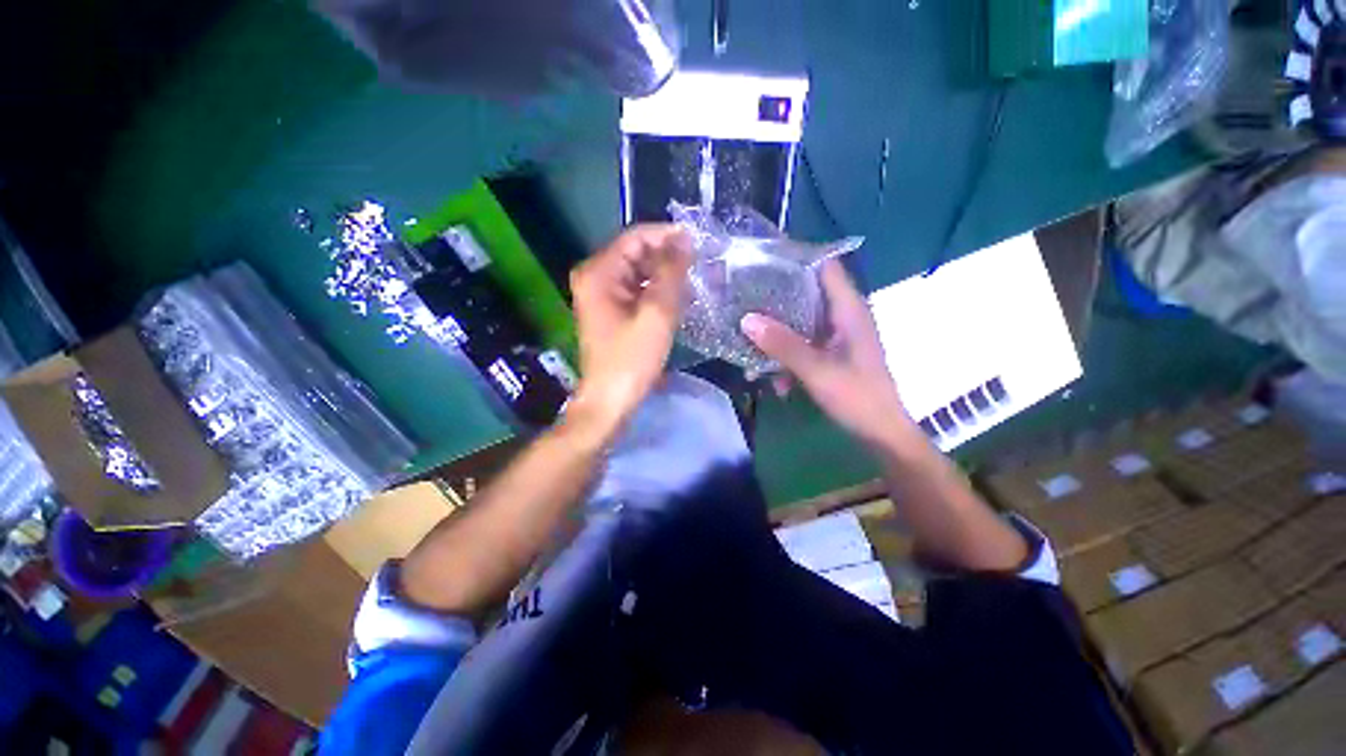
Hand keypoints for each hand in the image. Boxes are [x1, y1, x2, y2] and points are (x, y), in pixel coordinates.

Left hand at [569, 224, 691, 428]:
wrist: (610, 401)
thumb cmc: (631, 359)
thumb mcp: (656, 313)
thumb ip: (671, 273)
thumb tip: (684, 239)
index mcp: (598, 273)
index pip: (635, 238)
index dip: (667, 236)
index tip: (699, 242)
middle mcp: (595, 278)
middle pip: (635, 254)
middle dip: (668, 257)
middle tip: (701, 264)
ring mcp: (601, 295)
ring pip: (638, 273)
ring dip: (665, 275)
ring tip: (694, 281)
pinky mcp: (610, 311)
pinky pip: (636, 290)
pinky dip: (656, 291)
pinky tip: (678, 299)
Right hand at [741, 259, 917, 448]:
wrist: (881, 434)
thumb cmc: (857, 397)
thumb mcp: (816, 370)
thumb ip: (783, 345)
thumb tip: (746, 319)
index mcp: (848, 310)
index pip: (825, 267)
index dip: (797, 260)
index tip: (762, 262)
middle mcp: (843, 317)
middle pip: (807, 294)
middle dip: (777, 298)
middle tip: (745, 299)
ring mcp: (837, 337)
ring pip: (801, 322)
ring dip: (779, 335)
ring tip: (750, 344)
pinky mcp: (831, 354)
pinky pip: (804, 345)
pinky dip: (788, 357)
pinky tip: (776, 381)